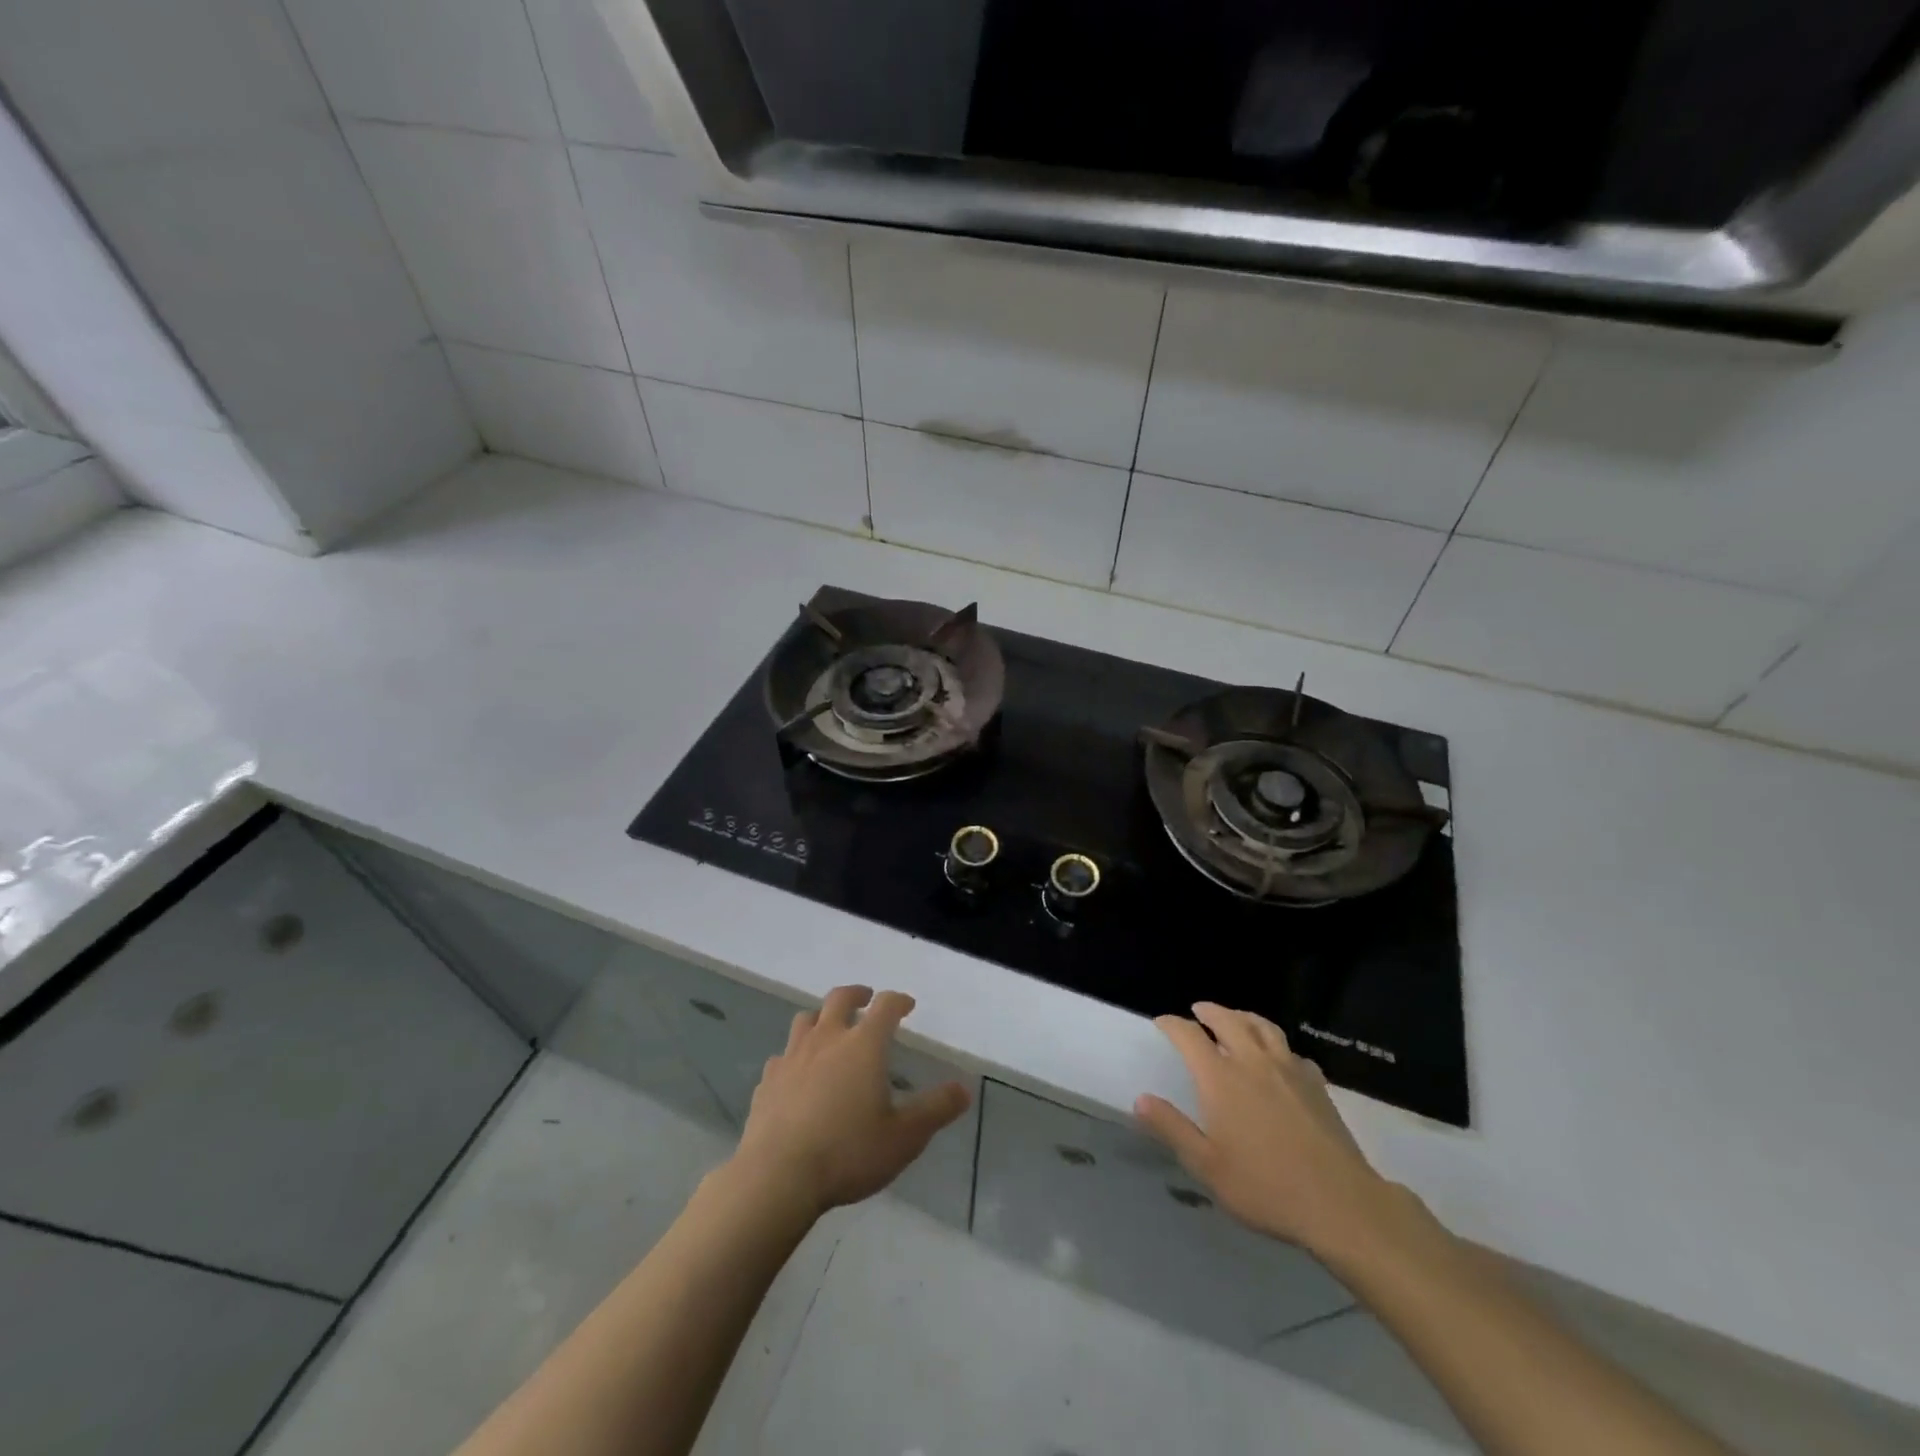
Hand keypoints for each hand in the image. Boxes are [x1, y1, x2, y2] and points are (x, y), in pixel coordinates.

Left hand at [731, 985, 971, 1217]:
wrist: (777, 1177)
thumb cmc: (848, 1152)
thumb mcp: (904, 1137)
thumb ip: (936, 1110)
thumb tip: (963, 1089)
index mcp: (864, 1045)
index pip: (885, 1006)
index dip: (898, 1001)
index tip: (907, 1005)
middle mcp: (827, 1039)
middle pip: (840, 998)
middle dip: (857, 995)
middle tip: (866, 1000)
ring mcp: (793, 1056)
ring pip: (806, 1019)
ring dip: (822, 1018)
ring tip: (830, 1031)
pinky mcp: (768, 1080)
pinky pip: (783, 1056)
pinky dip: (795, 1056)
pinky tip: (798, 1075)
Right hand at [1135, 1003, 1399, 1261]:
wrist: (1340, 1204)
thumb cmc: (1265, 1187)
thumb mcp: (1207, 1166)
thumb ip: (1172, 1129)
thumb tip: (1141, 1099)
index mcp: (1220, 1078)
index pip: (1189, 1035)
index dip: (1172, 1024)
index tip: (1162, 1023)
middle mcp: (1253, 1062)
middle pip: (1228, 1020)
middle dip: (1209, 1011)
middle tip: (1198, 1011)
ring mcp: (1289, 1070)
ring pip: (1263, 1027)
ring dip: (1244, 1017)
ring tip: (1236, 1020)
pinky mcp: (1317, 1084)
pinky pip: (1292, 1052)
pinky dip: (1278, 1046)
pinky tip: (1279, 1060)